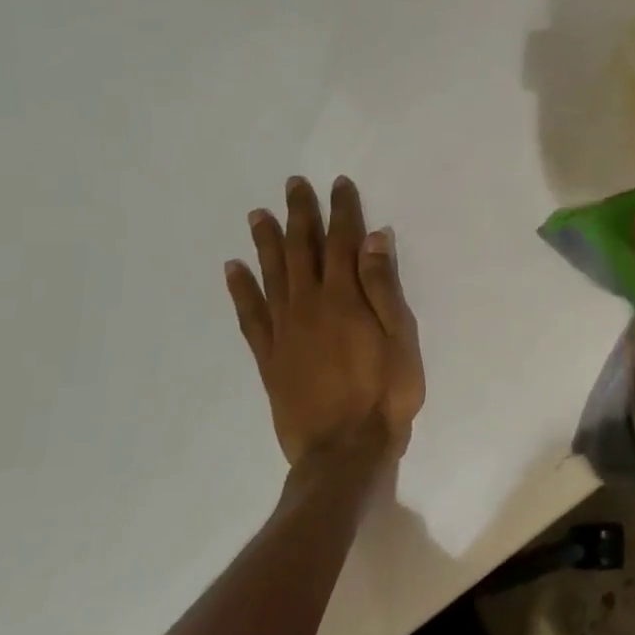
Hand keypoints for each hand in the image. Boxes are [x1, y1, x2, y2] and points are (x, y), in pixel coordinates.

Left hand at [225, 175, 424, 467]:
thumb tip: (374, 239)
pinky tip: (233, 269)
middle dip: (300, 215)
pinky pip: (250, 315)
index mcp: (345, 299)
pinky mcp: (268, 357)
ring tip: (258, 214)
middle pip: (303, 251)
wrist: (344, 449)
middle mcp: (309, 306)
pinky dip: (240, 290)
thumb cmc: (385, 392)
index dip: (341, 212)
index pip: (342, 243)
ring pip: (272, 275)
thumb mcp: (400, 337)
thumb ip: (383, 287)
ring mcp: (284, 331)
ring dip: (266, 242)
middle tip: (292, 185)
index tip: (338, 184)